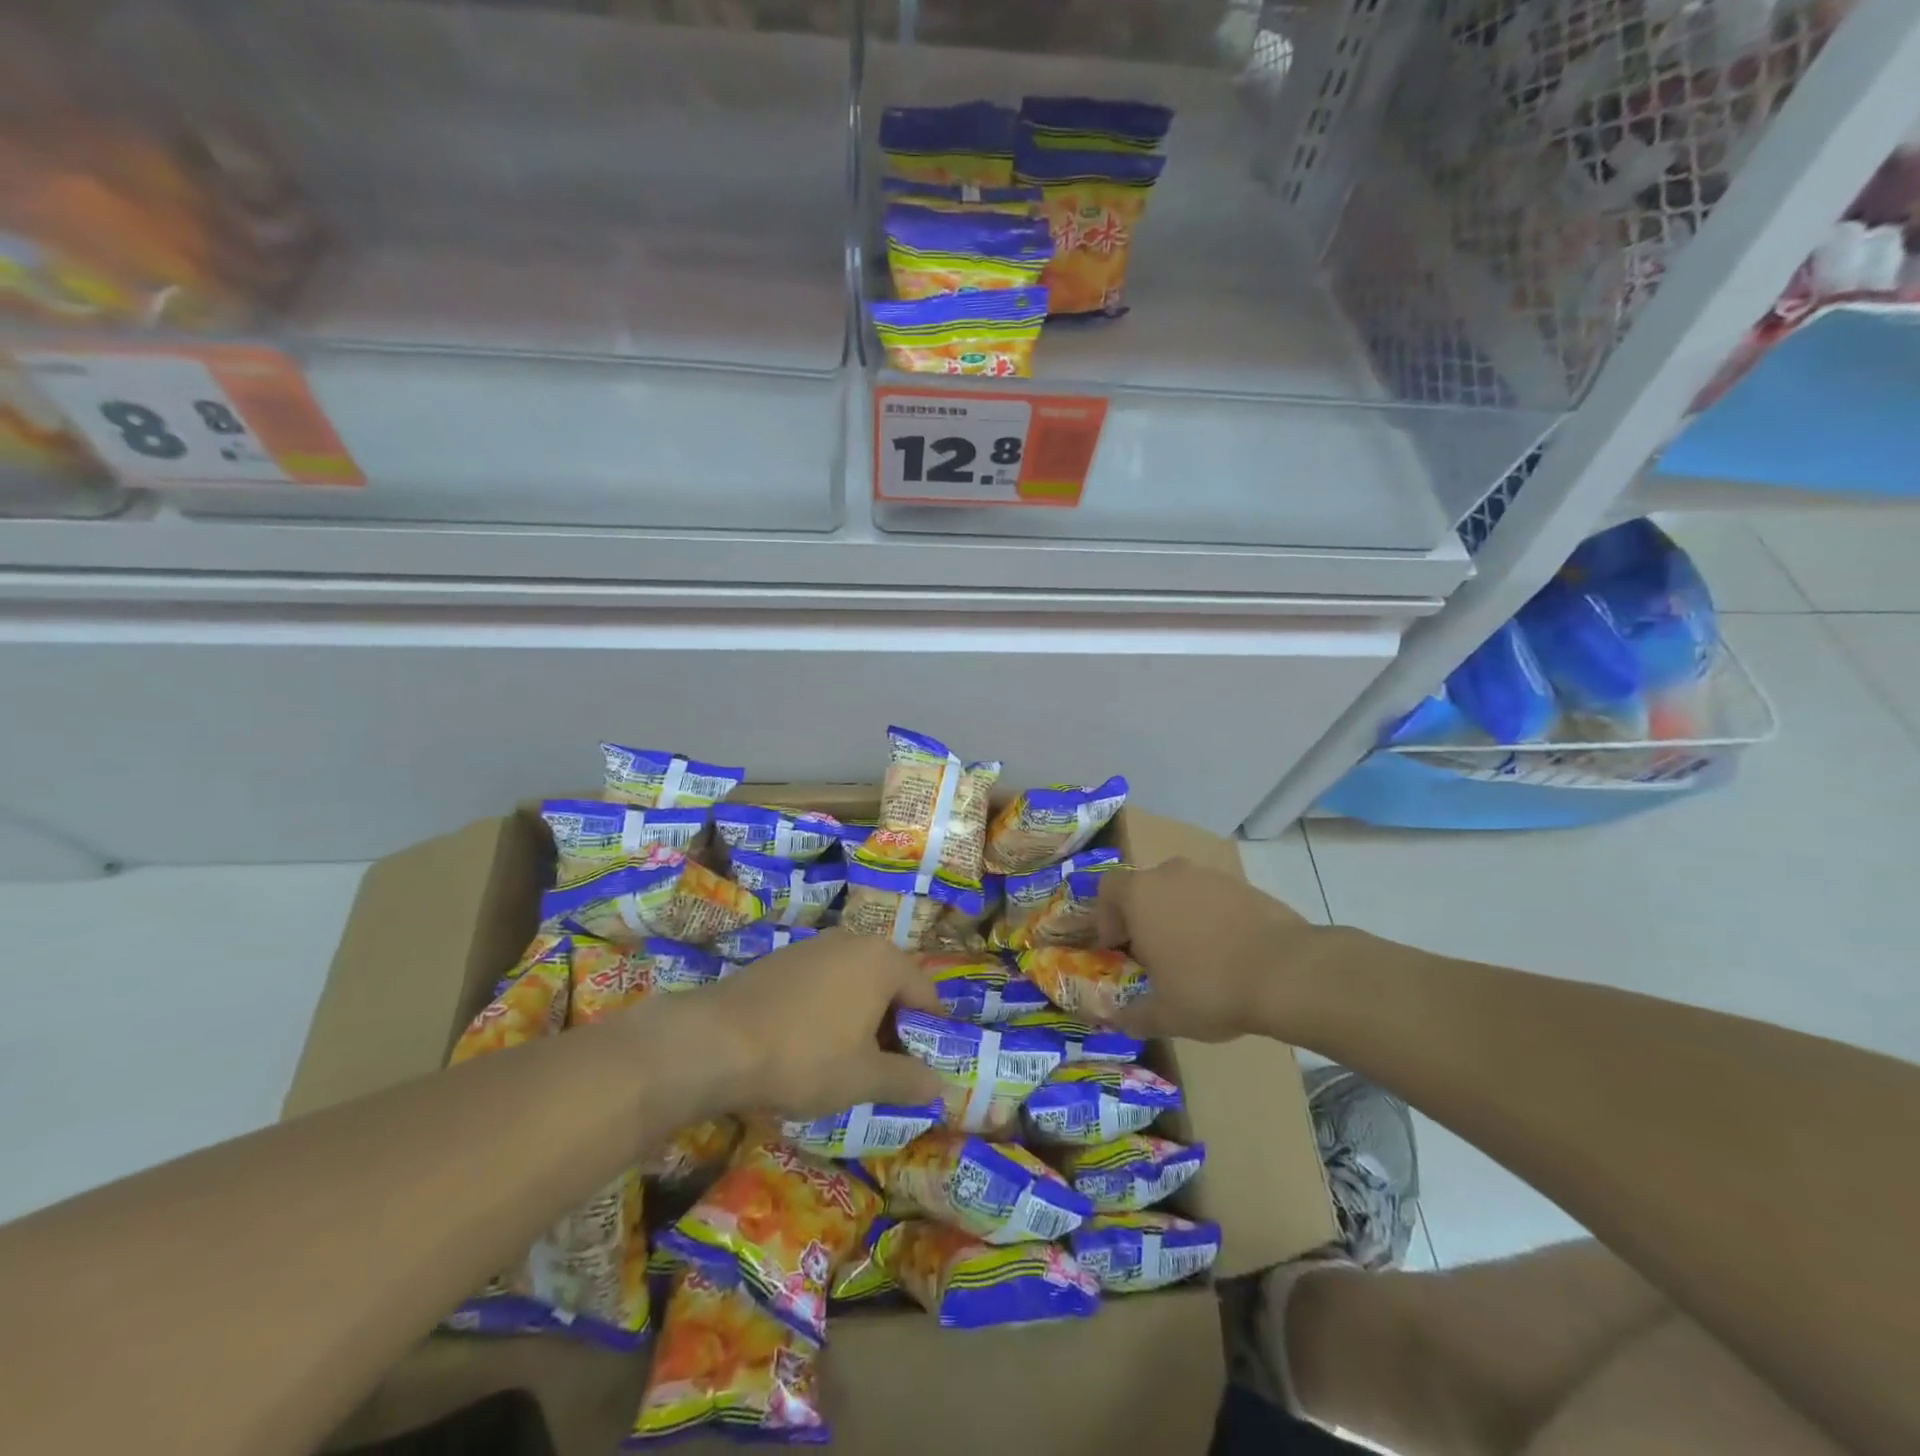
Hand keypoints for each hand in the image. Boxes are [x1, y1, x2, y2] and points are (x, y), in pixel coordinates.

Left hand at [690, 930, 945, 1119]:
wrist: (715, 1042)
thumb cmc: (804, 1057)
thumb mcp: (863, 1079)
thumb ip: (907, 1079)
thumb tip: (940, 1085)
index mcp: (883, 960)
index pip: (925, 995)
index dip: (930, 1034)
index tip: (920, 1070)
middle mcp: (853, 940)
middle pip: (890, 985)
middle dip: (892, 1026)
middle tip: (883, 1070)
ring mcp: (813, 945)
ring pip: (854, 983)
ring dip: (859, 1018)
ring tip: (844, 1061)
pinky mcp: (782, 959)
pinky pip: (822, 983)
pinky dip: (827, 1010)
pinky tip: (806, 1045)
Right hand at [1095, 859, 1317, 1041]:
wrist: (1288, 972)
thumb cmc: (1210, 987)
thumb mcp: (1164, 1014)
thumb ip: (1132, 1015)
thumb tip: (1116, 1020)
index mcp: (1140, 894)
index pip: (1107, 890)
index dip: (1106, 918)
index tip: (1117, 948)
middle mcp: (1170, 874)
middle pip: (1145, 888)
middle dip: (1143, 917)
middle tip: (1153, 954)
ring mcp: (1210, 876)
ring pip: (1180, 891)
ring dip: (1178, 916)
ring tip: (1193, 956)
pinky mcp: (1244, 885)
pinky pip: (1213, 898)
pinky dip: (1211, 918)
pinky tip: (1226, 952)